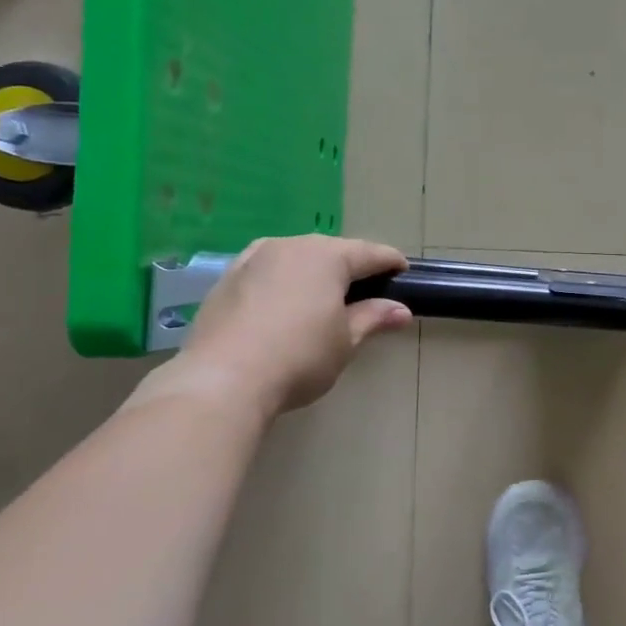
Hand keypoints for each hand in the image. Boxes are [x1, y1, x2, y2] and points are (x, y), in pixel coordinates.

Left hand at [151, 235, 411, 418]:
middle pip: (332, 250)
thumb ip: (373, 318)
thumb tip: (400, 310)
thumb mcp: (345, 341)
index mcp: (327, 256)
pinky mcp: (226, 278)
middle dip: (351, 266)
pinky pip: (267, 270)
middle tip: (367, 291)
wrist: (221, 379)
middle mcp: (290, 245)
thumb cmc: (299, 357)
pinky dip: (284, 281)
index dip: (391, 263)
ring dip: (315, 272)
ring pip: (296, 257)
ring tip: (324, 297)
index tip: (404, 274)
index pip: (370, 253)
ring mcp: (253, 258)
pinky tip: (285, 305)